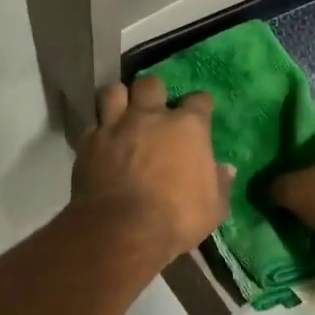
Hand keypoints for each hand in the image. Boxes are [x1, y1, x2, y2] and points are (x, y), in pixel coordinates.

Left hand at [72, 76, 233, 265]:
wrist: (122, 230)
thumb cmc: (176, 219)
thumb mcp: (213, 208)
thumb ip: (220, 184)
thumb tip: (226, 169)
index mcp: (187, 127)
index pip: (199, 100)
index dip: (200, 105)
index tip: (201, 113)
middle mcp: (150, 116)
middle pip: (151, 84)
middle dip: (154, 92)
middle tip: (155, 108)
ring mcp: (115, 126)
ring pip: (114, 91)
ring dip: (120, 98)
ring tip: (123, 112)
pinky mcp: (88, 142)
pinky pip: (92, 124)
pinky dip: (98, 130)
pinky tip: (102, 141)